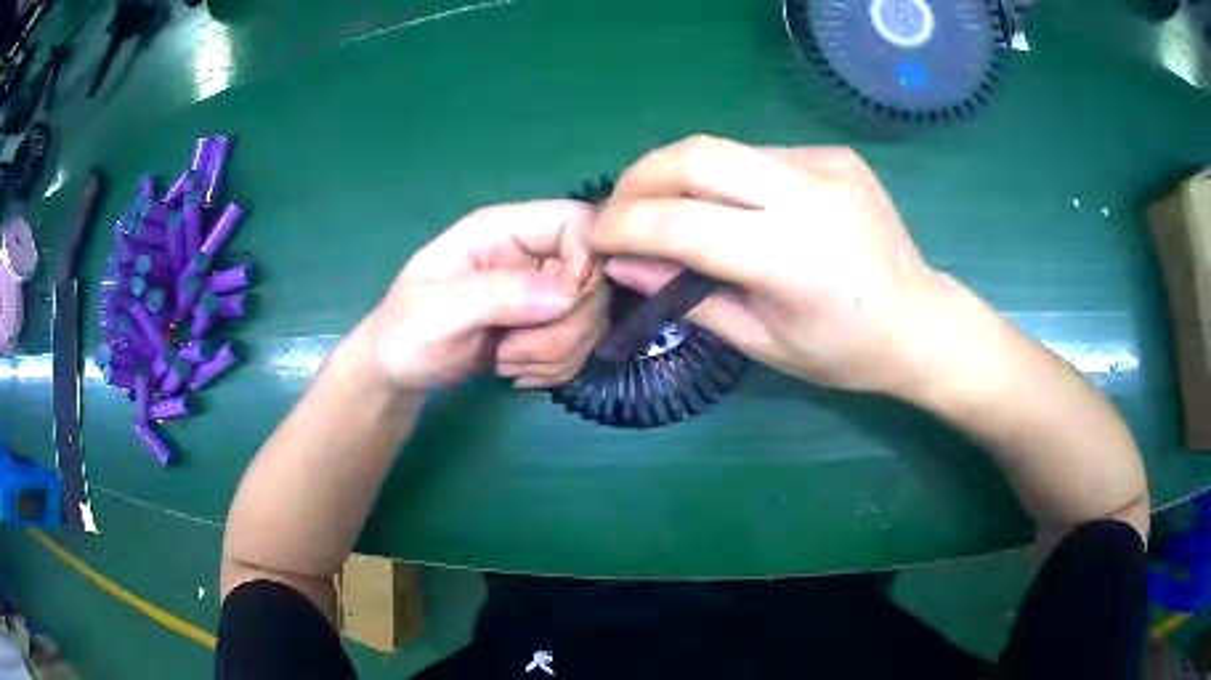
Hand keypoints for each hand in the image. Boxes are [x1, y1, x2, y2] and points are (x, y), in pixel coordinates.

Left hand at [364, 201, 607, 391]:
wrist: (400, 371)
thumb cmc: (405, 332)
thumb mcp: (438, 312)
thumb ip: (498, 295)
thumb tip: (568, 292)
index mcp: (502, 230)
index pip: (575, 222)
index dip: (587, 260)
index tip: (563, 306)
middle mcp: (531, 254)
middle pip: (594, 277)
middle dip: (565, 326)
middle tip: (515, 350)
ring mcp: (542, 290)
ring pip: (592, 318)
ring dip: (556, 353)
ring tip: (506, 360)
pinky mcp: (548, 324)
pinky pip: (582, 345)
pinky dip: (556, 367)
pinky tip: (515, 369)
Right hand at [593, 135, 953, 394]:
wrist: (920, 320)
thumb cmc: (844, 350)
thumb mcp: (762, 340)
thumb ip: (690, 296)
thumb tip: (627, 261)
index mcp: (791, 257)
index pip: (683, 223)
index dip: (625, 226)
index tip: (596, 237)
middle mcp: (809, 195)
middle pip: (696, 155)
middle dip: (639, 177)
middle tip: (618, 207)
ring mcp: (826, 165)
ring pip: (724, 149)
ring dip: (679, 174)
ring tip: (664, 207)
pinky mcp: (835, 155)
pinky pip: (760, 156)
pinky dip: (728, 177)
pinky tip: (733, 205)